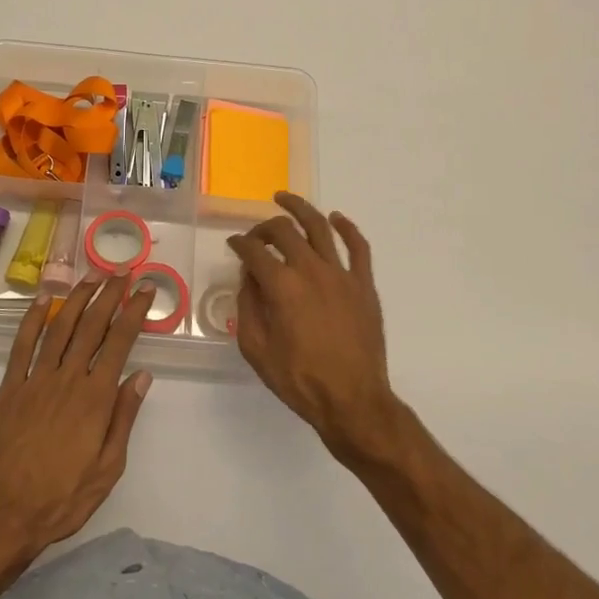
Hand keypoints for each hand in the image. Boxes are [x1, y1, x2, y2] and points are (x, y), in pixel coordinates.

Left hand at [0, 274, 155, 551]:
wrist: (4, 514)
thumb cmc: (63, 498)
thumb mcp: (109, 468)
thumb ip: (124, 418)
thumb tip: (142, 376)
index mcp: (95, 398)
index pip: (120, 343)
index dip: (134, 312)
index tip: (145, 289)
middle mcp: (67, 380)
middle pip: (92, 326)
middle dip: (110, 295)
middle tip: (122, 271)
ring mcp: (35, 380)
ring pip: (59, 328)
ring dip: (76, 298)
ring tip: (91, 276)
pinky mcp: (9, 388)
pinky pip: (22, 345)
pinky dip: (32, 319)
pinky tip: (43, 300)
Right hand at [228, 193, 400, 463]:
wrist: (352, 400)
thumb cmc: (299, 379)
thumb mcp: (256, 349)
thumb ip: (248, 307)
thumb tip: (249, 279)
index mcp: (281, 286)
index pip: (254, 251)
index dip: (239, 243)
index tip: (234, 244)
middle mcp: (310, 270)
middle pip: (284, 231)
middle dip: (264, 227)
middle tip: (256, 234)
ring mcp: (341, 274)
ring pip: (320, 227)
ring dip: (300, 208)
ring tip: (285, 199)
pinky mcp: (364, 284)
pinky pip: (358, 246)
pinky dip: (347, 227)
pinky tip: (336, 218)